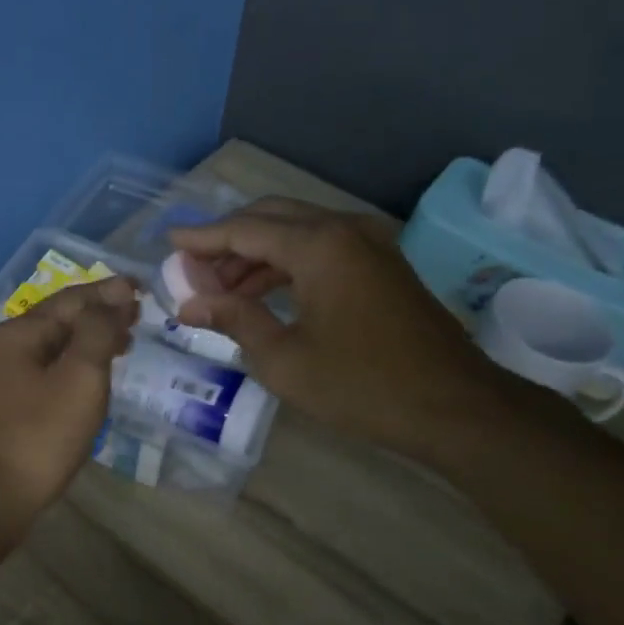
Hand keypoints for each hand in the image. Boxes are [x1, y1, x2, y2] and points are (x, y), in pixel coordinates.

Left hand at [0, 275, 137, 533]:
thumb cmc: (38, 435)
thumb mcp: (79, 377)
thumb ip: (98, 332)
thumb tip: (113, 297)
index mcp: (22, 332)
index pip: (74, 298)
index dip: (110, 292)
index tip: (142, 289)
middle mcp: (6, 348)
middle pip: (61, 320)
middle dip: (100, 315)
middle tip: (138, 318)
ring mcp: (2, 380)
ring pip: (54, 348)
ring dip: (89, 342)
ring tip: (123, 346)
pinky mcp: (6, 409)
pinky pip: (48, 373)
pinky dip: (75, 367)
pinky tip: (91, 382)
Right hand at [171, 200, 506, 457]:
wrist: (454, 407)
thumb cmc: (361, 386)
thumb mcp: (284, 359)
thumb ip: (234, 320)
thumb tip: (190, 305)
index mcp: (318, 245)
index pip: (244, 229)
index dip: (202, 237)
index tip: (169, 242)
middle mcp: (343, 229)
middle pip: (271, 218)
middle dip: (228, 241)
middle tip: (193, 270)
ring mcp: (369, 244)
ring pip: (297, 232)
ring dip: (256, 254)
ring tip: (222, 290)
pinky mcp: (382, 264)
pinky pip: (321, 249)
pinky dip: (287, 264)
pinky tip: (264, 293)